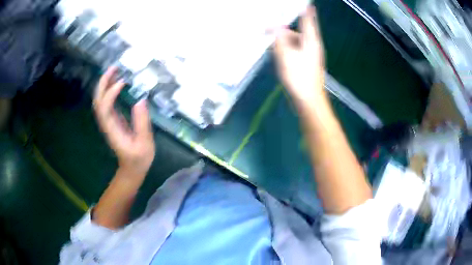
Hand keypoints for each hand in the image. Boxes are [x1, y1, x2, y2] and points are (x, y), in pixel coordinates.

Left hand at [93, 67, 154, 176]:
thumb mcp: (145, 143)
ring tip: (115, 70)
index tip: (123, 83)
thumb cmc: (139, 158)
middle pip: (98, 101)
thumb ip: (142, 123)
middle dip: (103, 83)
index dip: (110, 93)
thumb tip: (141, 100)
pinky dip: (109, 90)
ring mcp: (108, 121)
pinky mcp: (112, 119)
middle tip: (114, 68)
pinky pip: (106, 102)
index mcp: (112, 130)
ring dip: (105, 84)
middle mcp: (106, 123)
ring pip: (100, 100)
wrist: (132, 168)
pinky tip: (117, 82)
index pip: (105, 108)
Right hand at [274, 6, 324, 106]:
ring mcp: (310, 56)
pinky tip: (278, 55)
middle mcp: (312, 46)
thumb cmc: (300, 78)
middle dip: (282, 31)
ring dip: (282, 42)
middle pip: (296, 32)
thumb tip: (275, 27)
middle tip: (266, 31)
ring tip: (271, 46)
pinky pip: (294, 52)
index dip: (306, 11)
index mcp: (311, 41)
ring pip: (294, 43)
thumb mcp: (286, 56)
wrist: (309, 101)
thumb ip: (280, 40)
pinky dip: (286, 50)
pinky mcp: (306, 64)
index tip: (306, 4)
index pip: (308, 21)